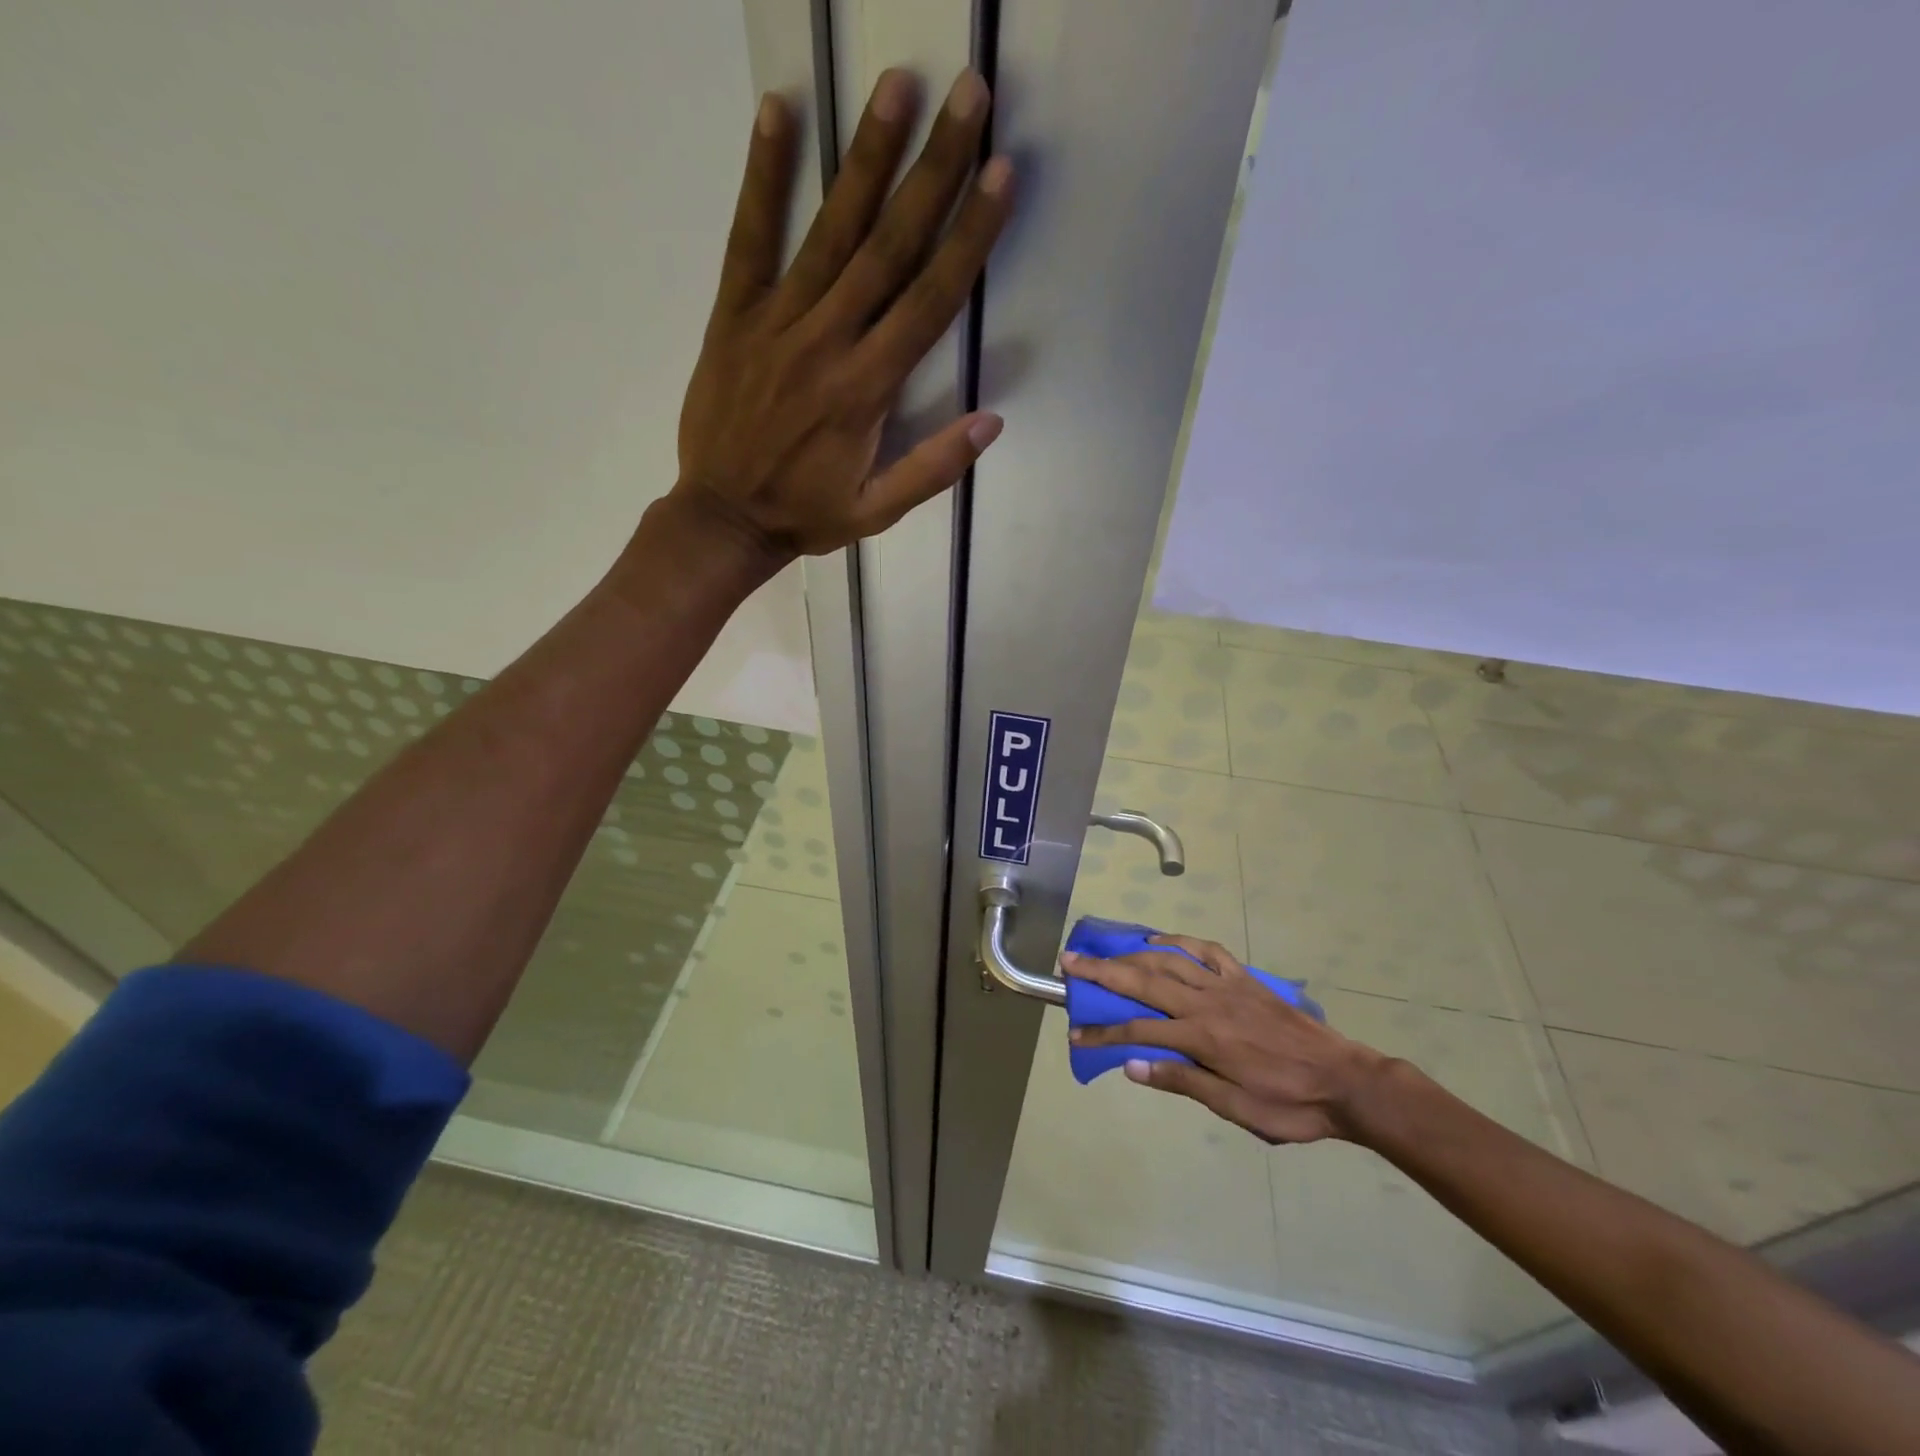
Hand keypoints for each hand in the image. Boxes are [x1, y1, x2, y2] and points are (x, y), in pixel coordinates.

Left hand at [673, 69, 1012, 561]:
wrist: (723, 518)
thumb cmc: (806, 515)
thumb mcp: (878, 512)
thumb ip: (933, 468)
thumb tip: (992, 421)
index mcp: (867, 389)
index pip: (929, 300)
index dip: (969, 236)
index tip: (999, 174)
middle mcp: (828, 341)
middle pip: (889, 246)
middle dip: (933, 169)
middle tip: (967, 95)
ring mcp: (777, 322)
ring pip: (830, 230)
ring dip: (866, 156)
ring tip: (899, 86)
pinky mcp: (734, 315)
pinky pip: (750, 237)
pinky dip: (763, 175)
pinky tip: (779, 112)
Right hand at [1063, 936, 1393, 1144]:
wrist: (1345, 1081)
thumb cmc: (1288, 1104)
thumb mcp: (1235, 1109)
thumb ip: (1182, 1081)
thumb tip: (1132, 1066)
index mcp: (1201, 1037)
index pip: (1138, 1031)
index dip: (1102, 1033)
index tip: (1074, 1034)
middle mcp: (1206, 1002)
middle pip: (1144, 981)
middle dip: (1102, 972)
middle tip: (1070, 961)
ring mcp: (1226, 985)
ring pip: (1168, 961)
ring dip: (1131, 954)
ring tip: (1104, 950)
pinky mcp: (1244, 978)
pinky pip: (1206, 951)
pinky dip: (1179, 942)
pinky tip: (1160, 941)